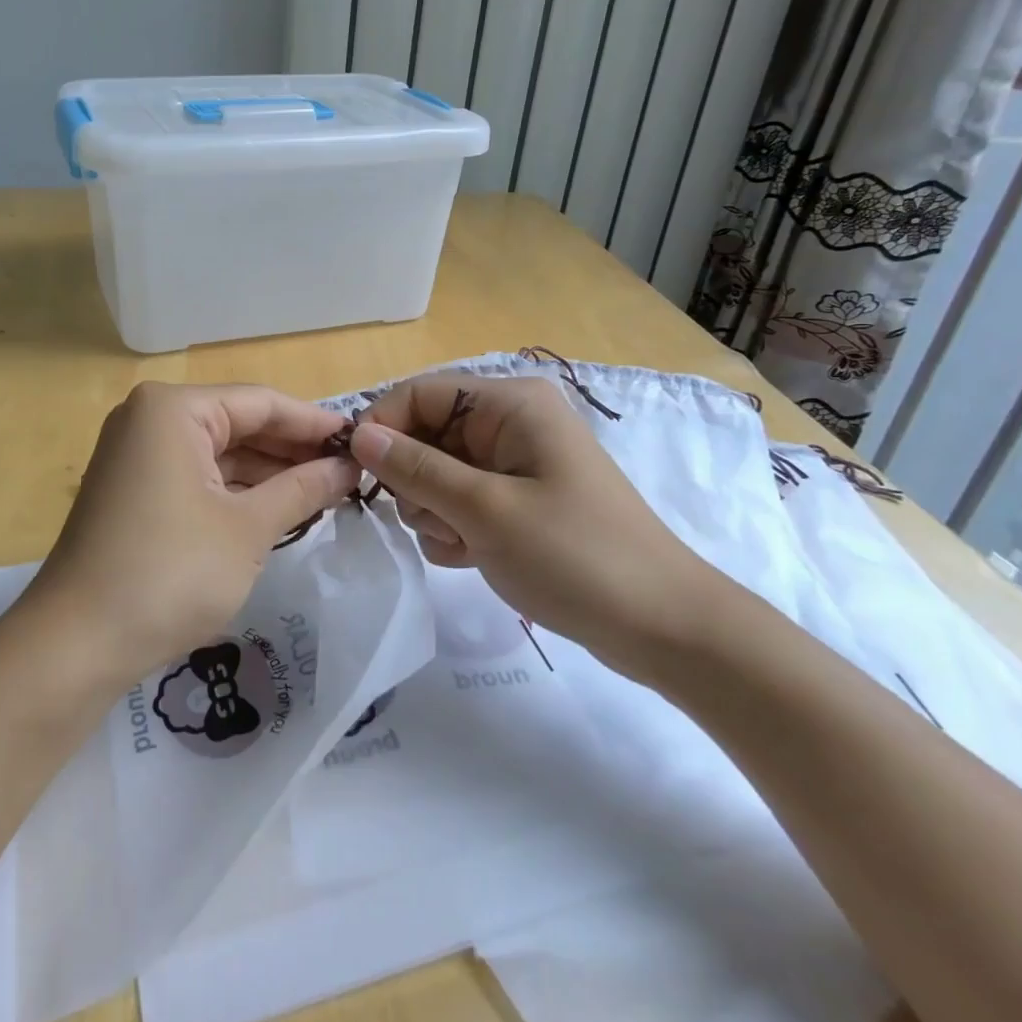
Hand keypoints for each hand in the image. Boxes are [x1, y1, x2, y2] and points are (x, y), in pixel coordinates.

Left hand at [18, 382, 357, 693]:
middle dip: (293, 450)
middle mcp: (150, 420)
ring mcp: (138, 456)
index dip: (315, 423)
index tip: (362, 442)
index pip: (261, 402)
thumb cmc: (170, 573)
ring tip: (327, 492)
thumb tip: (348, 468)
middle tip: (350, 472)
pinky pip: (198, 477)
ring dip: (269, 473)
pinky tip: (280, 508)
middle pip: (238, 424)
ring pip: (220, 453)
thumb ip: (303, 489)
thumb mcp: (248, 529)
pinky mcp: (134, 492)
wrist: (76, 646)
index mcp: (173, 409)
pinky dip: (237, 492)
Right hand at [349, 374, 724, 681]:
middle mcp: (511, 423)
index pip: (420, 394)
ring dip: (434, 511)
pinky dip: (454, 528)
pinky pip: (460, 500)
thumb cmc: (576, 556)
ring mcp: (515, 463)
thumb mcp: (485, 510)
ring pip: (437, 473)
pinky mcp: (518, 500)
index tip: (358, 476)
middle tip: (437, 522)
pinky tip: (473, 556)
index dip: (383, 428)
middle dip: (417, 482)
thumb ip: (416, 469)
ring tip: (463, 545)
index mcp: (510, 404)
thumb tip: (359, 435)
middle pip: (426, 435)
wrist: (663, 628)